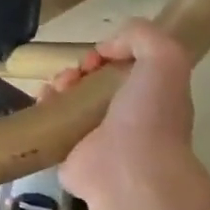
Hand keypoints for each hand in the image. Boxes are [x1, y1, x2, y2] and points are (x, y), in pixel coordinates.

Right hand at [48, 18, 208, 209]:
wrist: (129, 172)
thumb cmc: (150, 115)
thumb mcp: (165, 59)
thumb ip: (142, 37)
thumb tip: (106, 48)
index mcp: (151, 97)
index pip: (126, 67)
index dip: (110, 52)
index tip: (99, 55)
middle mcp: (126, 116)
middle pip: (96, 80)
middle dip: (81, 68)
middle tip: (76, 74)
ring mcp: (97, 136)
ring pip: (72, 98)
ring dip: (60, 83)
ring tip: (58, 87)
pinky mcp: (70, 152)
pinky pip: (52, 121)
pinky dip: (44, 106)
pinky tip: (44, 100)